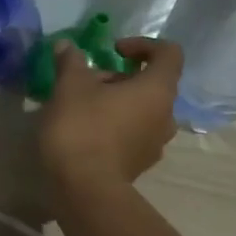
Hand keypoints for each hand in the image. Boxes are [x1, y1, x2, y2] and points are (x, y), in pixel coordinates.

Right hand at [39, 36, 181, 190]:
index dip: (143, 45)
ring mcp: (155, 144)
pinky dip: (115, 127)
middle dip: (120, 78)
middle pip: (151, 85)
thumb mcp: (69, 87)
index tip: (114, 50)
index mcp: (157, 89)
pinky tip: (86, 133)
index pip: (169, 53)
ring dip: (118, 104)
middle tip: (86, 82)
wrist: (83, 189)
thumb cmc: (82, 128)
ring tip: (83, 108)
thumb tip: (67, 45)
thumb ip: (71, 62)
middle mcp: (166, 115)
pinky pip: (133, 135)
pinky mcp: (140, 165)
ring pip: (142, 112)